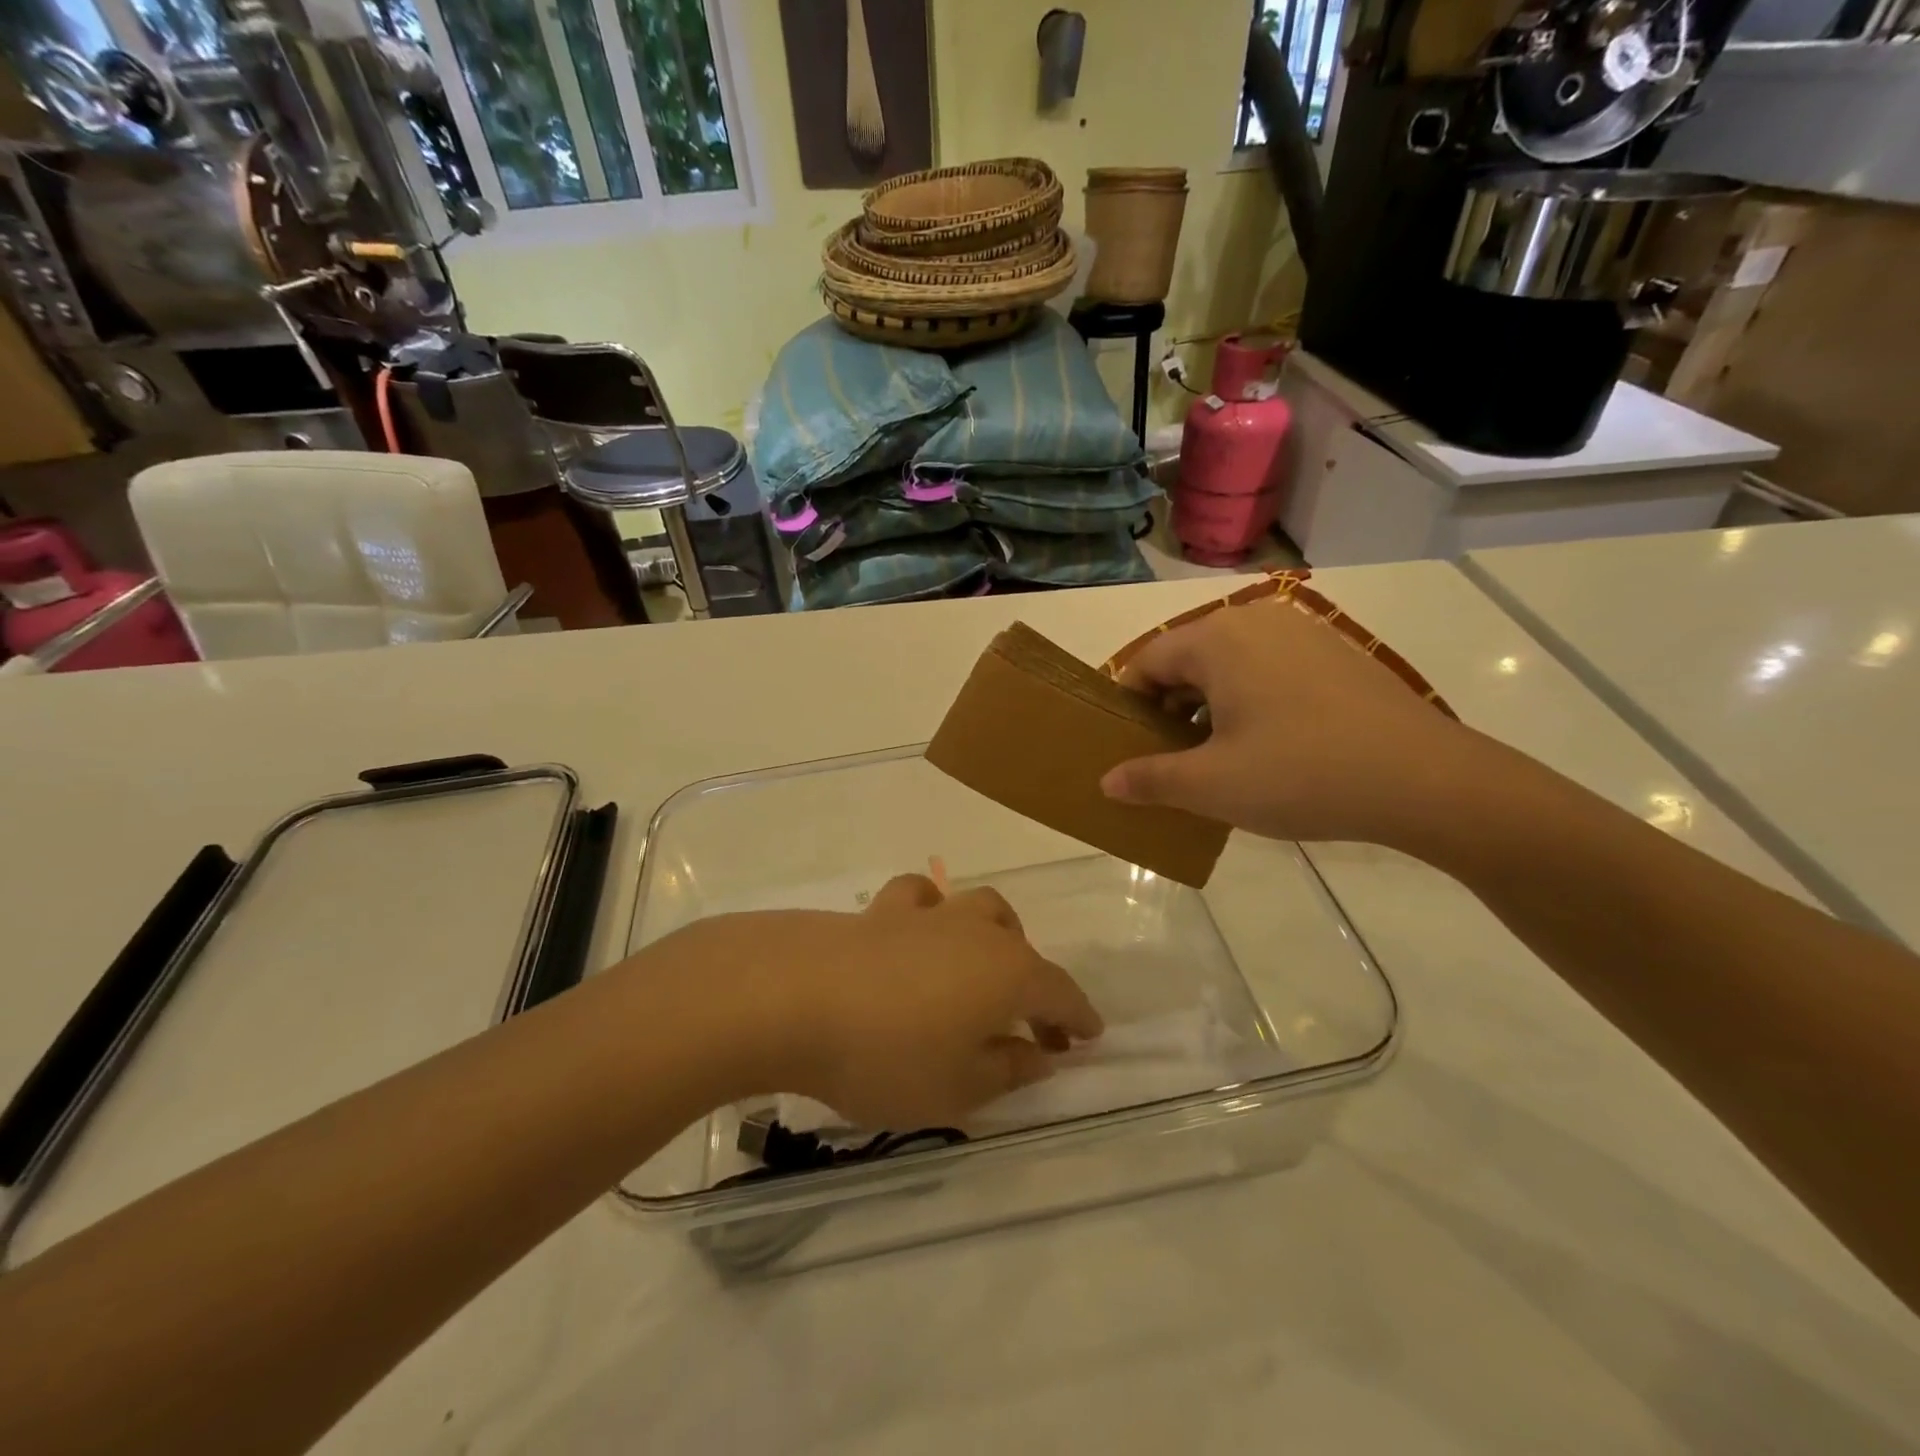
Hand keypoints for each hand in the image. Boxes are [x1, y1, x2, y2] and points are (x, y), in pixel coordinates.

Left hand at [671, 875, 1102, 1128]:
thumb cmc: (887, 1054)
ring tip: (982, 969)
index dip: (1079, 1018)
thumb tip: (1038, 1054)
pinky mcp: (882, 911)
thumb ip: (1006, 1070)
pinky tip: (919, 932)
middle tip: (1030, 1025)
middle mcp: (978, 931)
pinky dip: (931, 913)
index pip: (1061, 993)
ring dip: (994, 937)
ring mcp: (929, 915)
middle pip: (1024, 948)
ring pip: (980, 909)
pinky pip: (921, 899)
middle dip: (1036, 984)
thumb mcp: (957, 1089)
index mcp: (1009, 973)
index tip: (1090, 1038)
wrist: (794, 997)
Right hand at [1101, 596, 1478, 847]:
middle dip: (1167, 710)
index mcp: (1217, 639)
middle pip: (1186, 661)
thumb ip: (1150, 779)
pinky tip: (1265, 750)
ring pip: (1229, 668)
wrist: (1425, 780)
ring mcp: (1302, 635)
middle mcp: (1256, 622)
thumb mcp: (1211, 785)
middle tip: (1166, 761)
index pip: (1146, 662)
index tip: (1126, 748)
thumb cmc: (1301, 774)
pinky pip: (1268, 673)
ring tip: (1214, 761)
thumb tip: (1107, 782)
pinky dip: (1248, 705)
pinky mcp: (1336, 656)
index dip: (1127, 706)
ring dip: (1208, 710)